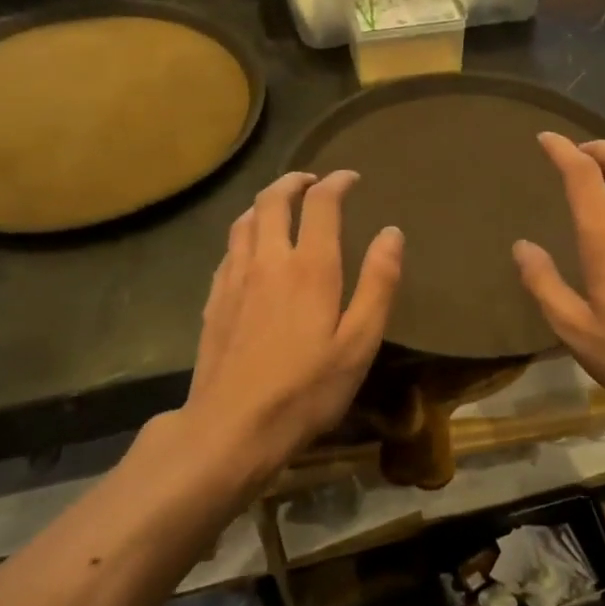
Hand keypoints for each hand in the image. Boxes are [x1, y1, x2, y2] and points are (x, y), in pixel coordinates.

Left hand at [182, 171, 402, 481]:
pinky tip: (251, 249)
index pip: (321, 203)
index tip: (351, 178)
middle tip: (312, 181)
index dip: (337, 183)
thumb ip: (378, 284)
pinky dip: (245, 233)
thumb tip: (391, 233)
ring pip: (245, 220)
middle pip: (273, 199)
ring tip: (281, 205)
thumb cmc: (306, 389)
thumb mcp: (359, 343)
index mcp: (310, 267)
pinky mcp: (213, 300)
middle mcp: (268, 260)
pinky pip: (229, 249)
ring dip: (265, 202)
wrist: (232, 427)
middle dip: (294, 181)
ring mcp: (234, 278)